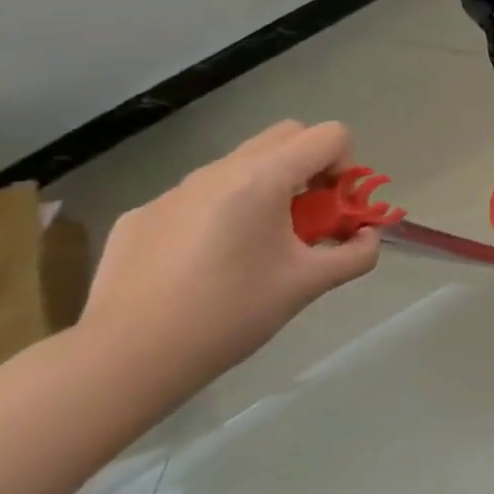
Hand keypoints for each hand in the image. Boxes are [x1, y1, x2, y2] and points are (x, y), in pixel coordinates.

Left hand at [78, 121, 380, 399]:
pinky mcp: (142, 214)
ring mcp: (174, 190)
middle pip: (287, 135)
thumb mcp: (310, 284)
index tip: (335, 210)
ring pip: (241, 165)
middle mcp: (218, 170)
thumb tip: (367, 237)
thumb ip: (356, 254)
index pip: (329, 136)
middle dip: (310, 167)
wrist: (126, 358)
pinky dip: (221, 213)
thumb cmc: (231, 314)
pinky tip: (206, 265)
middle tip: (308, 217)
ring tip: (258, 246)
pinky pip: (200, 197)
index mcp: (263, 179)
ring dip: (267, 189)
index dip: (346, 167)